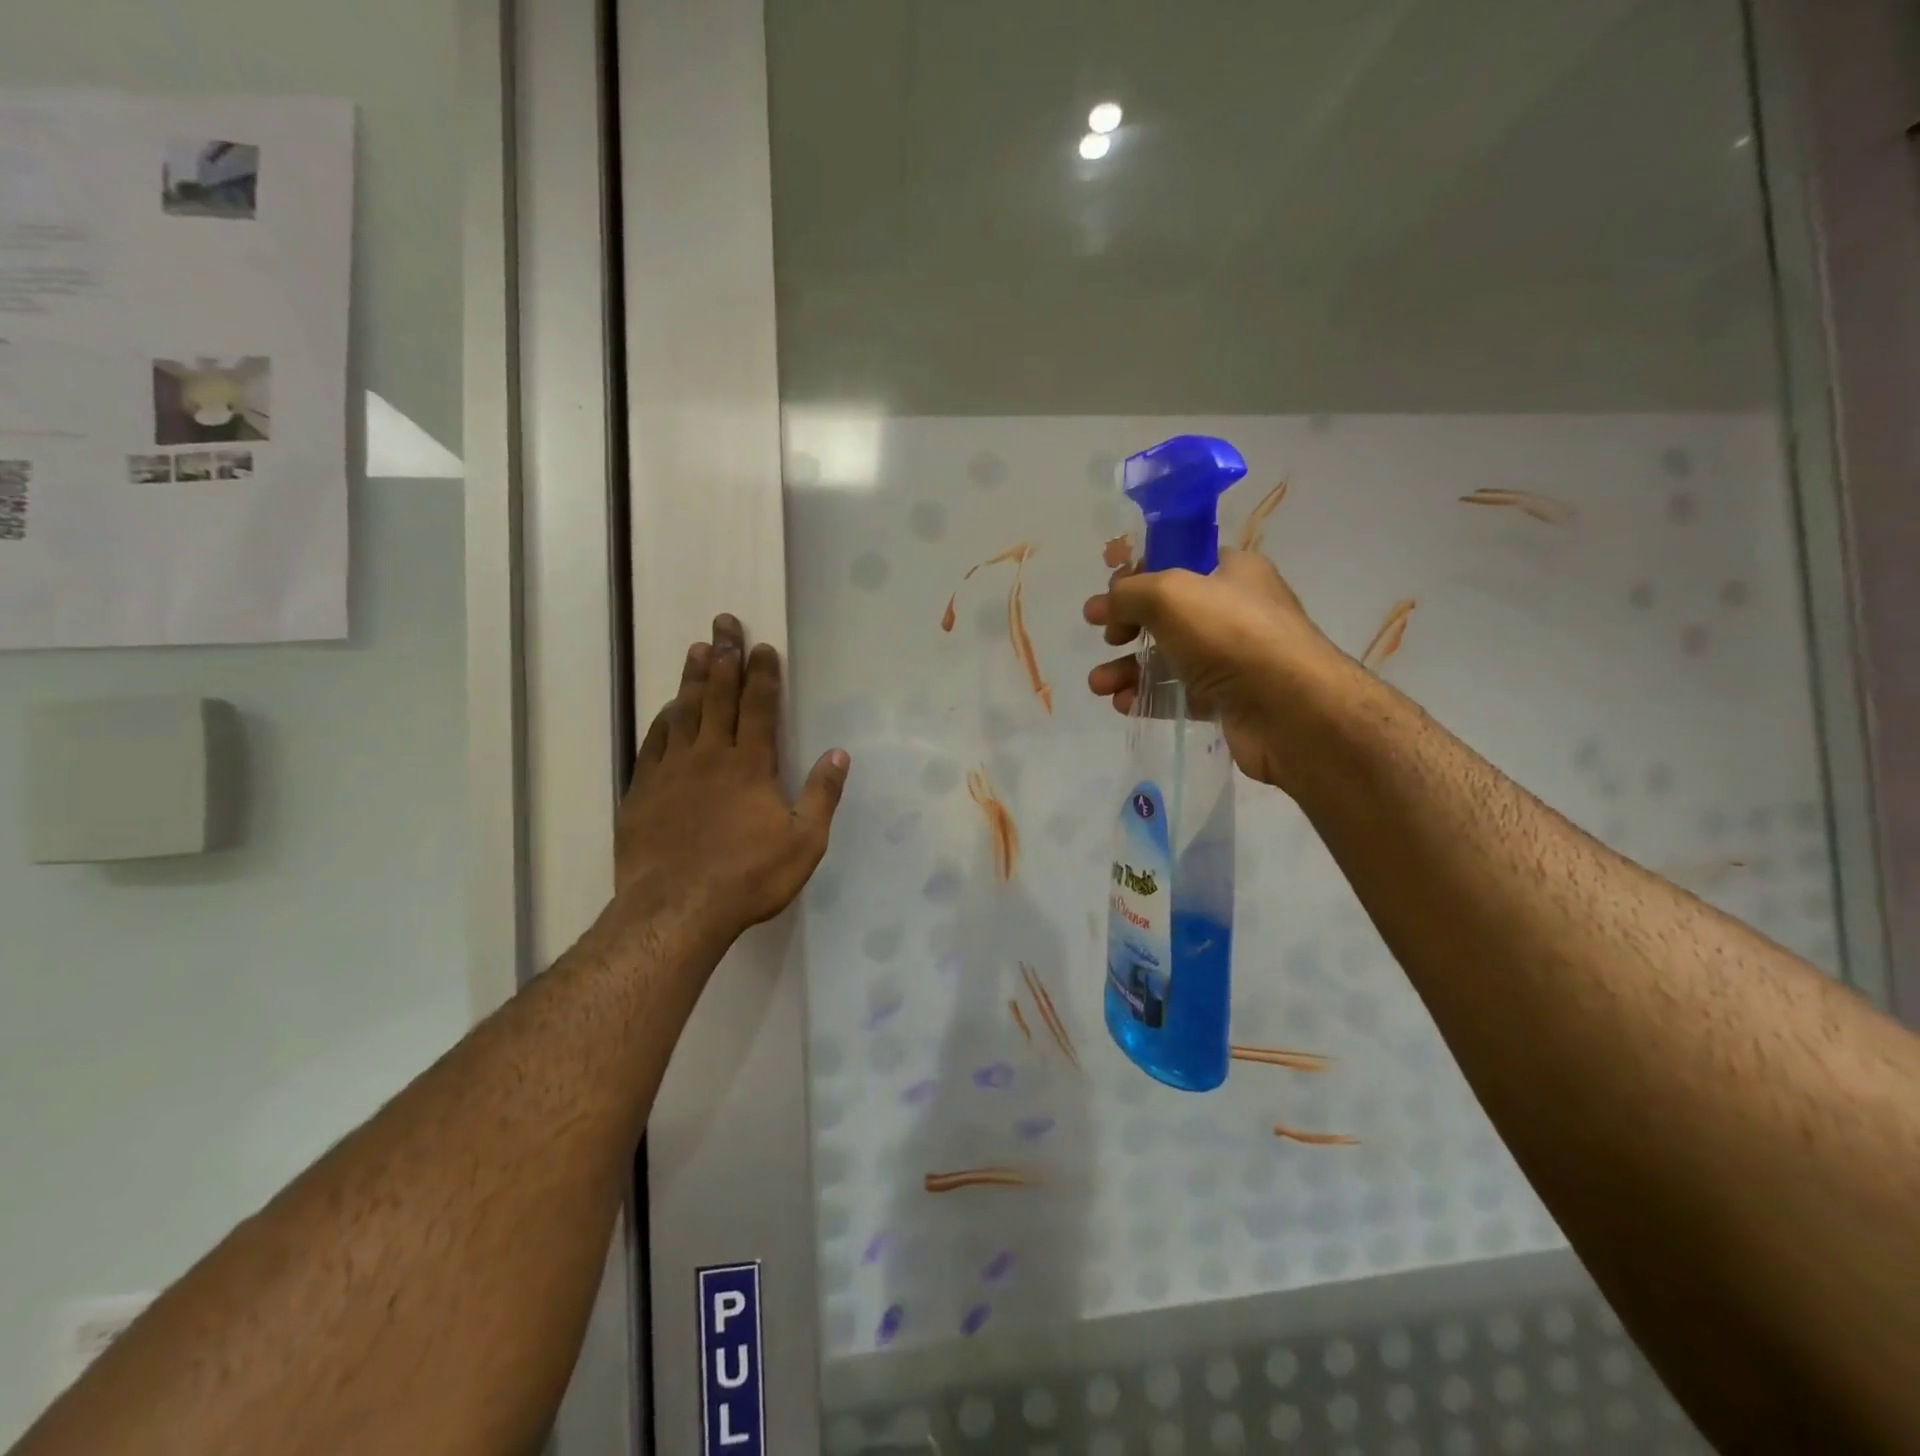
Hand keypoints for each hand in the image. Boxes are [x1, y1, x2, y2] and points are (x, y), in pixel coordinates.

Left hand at [615, 614, 848, 939]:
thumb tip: (839, 753)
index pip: (759, 707)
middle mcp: (710, 756)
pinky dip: (663, 720)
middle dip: (725, 657)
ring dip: (693, 678)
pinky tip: (666, 708)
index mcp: (750, 765)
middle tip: (723, 623)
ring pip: (684, 712)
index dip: (762, 674)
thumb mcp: (804, 842)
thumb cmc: (748, 877)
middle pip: (718, 696)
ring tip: (697, 649)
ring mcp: (672, 771)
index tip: (762, 646)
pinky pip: (654, 743)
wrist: (676, 910)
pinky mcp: (643, 791)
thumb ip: (822, 795)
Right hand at [1083, 549, 1346, 792]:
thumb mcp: (1168, 594)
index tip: (1107, 595)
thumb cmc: (1230, 635)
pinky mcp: (1228, 700)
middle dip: (1126, 626)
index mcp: (1231, 571)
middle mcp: (1234, 611)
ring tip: (1099, 684)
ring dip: (1128, 669)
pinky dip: (1149, 697)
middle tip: (1104, 638)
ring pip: (1168, 657)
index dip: (1137, 574)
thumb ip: (1129, 593)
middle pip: (1167, 613)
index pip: (1177, 561)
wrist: (1290, 710)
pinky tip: (1123, 704)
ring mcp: (1233, 658)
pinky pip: (1179, 694)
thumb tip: (1107, 607)